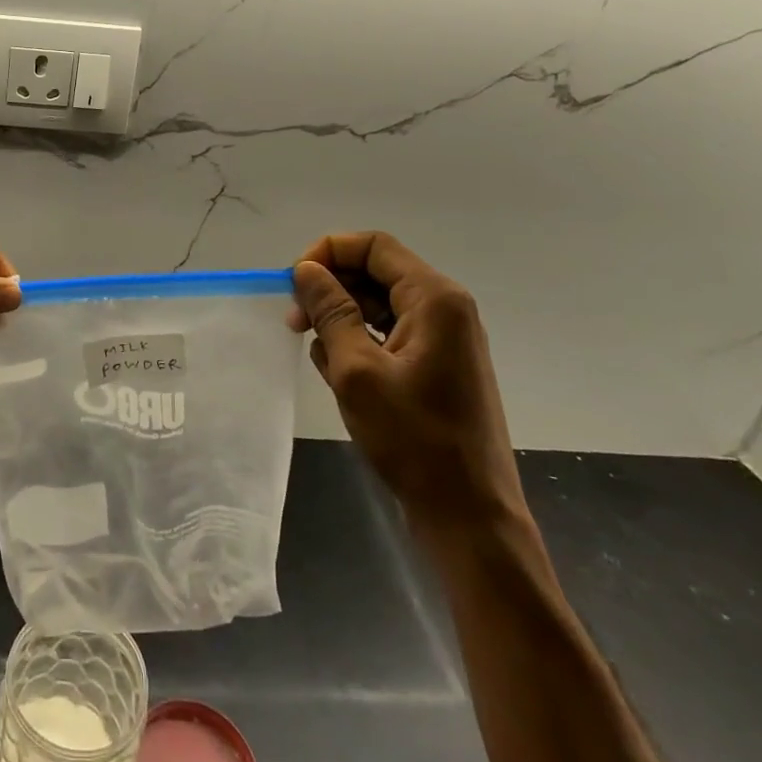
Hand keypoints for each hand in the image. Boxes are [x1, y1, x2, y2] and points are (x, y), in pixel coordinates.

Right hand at [290, 232, 524, 530]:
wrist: (468, 515)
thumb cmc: (414, 440)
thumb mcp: (357, 371)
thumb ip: (330, 311)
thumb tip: (306, 270)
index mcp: (435, 299)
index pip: (373, 246)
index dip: (327, 252)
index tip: (293, 283)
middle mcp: (445, 309)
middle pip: (376, 272)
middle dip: (330, 287)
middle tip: (293, 319)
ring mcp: (443, 339)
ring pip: (378, 303)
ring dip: (340, 316)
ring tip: (313, 348)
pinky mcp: (435, 366)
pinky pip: (387, 333)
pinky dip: (357, 341)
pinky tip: (335, 369)